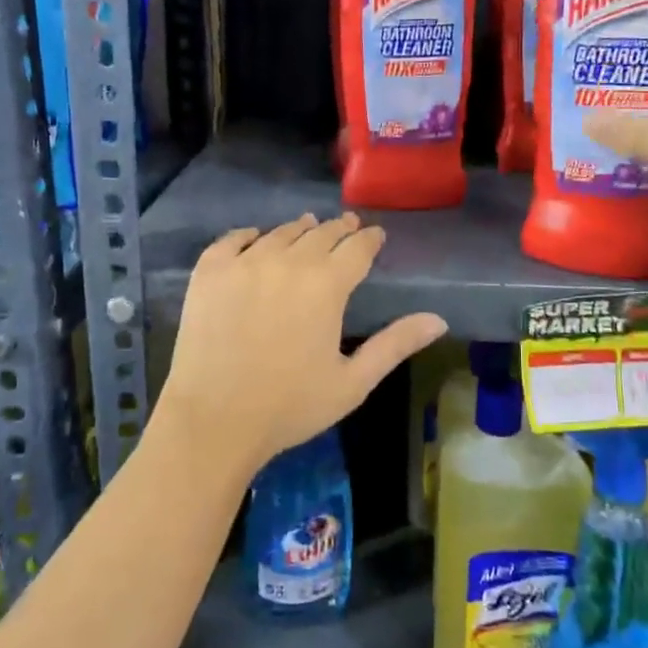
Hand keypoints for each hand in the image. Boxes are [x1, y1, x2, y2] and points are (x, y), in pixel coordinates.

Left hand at [153, 213, 447, 477]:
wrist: (213, 421)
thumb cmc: (289, 406)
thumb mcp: (353, 382)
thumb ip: (395, 344)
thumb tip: (438, 320)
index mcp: (326, 285)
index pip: (357, 248)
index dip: (369, 239)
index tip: (375, 235)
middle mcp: (287, 261)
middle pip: (320, 233)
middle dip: (338, 229)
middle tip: (347, 226)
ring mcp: (244, 263)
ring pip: (280, 233)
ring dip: (299, 229)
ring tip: (307, 227)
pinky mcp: (209, 271)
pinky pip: (233, 239)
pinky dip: (250, 235)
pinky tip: (255, 237)